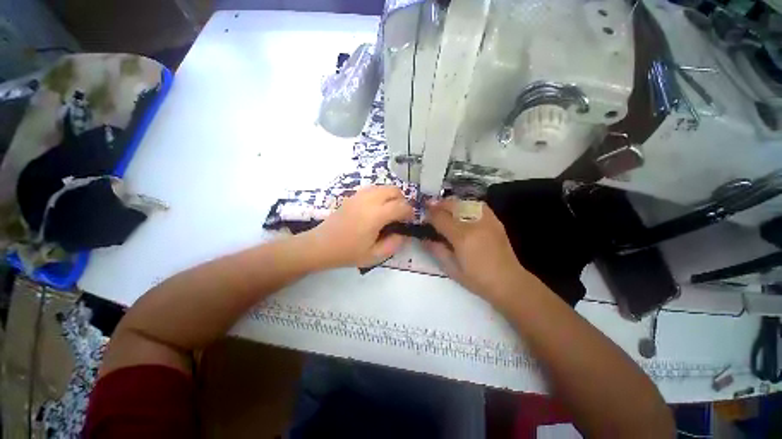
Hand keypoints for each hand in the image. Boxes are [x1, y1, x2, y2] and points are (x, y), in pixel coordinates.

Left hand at [305, 186, 413, 267]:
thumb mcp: (374, 256)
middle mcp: (369, 200)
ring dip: (391, 196)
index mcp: (376, 215)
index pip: (401, 206)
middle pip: (394, 190)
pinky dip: (380, 195)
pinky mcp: (352, 196)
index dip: (410, 212)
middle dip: (402, 200)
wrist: (321, 245)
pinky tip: (376, 209)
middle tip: (400, 215)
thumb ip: (393, 244)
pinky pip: (372, 189)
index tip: (410, 221)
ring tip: (389, 211)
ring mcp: (359, 195)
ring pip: (383, 187)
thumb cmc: (348, 252)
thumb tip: (402, 234)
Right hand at [423, 199, 536, 305]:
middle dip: (438, 204)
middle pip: (452, 204)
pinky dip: (466, 205)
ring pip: (464, 201)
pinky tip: (462, 212)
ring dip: (451, 203)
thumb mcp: (452, 268)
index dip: (429, 214)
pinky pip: (478, 205)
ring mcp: (487, 219)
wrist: (509, 282)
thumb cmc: (477, 279)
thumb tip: (424, 238)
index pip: (440, 217)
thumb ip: (436, 250)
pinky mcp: (495, 220)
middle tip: (430, 208)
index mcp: (462, 236)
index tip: (422, 215)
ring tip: (444, 209)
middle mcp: (474, 223)